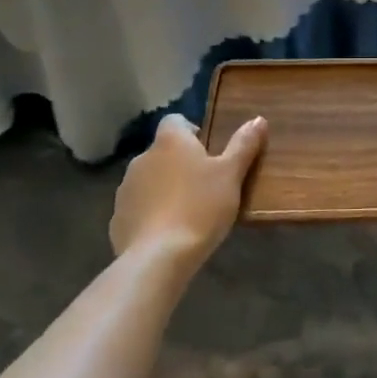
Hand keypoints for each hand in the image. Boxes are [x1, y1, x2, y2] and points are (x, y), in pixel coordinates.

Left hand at [111, 114, 266, 274]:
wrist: (158, 258)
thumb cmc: (200, 207)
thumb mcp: (231, 175)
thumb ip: (244, 145)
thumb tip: (258, 119)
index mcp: (170, 142)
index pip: (175, 120)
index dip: (191, 131)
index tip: (209, 152)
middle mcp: (142, 158)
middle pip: (163, 152)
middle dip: (180, 163)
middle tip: (205, 185)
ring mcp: (126, 189)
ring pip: (149, 180)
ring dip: (164, 188)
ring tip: (188, 211)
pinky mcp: (118, 218)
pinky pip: (138, 208)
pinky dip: (151, 213)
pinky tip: (168, 232)